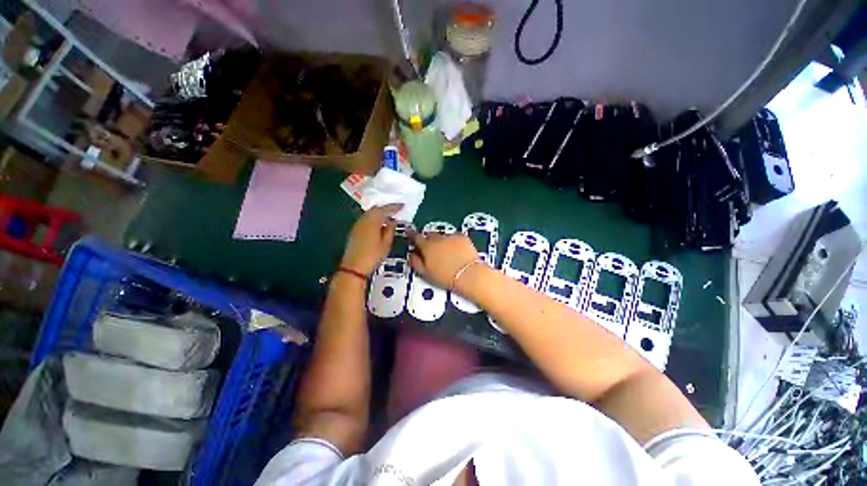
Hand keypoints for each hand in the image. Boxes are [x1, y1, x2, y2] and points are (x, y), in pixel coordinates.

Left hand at [341, 204, 402, 275]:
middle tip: (396, 212)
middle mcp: (364, 218)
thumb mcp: (386, 243)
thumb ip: (390, 230)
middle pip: (375, 209)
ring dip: (379, 215)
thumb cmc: (373, 255)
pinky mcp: (354, 230)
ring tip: (388, 219)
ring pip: (370, 214)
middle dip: (386, 210)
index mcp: (373, 220)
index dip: (394, 207)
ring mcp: (357, 224)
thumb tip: (393, 221)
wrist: (353, 267)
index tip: (403, 206)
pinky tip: (378, 226)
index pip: (385, 209)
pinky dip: (373, 220)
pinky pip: (366, 219)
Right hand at [409, 233, 479, 289]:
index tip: (410, 232)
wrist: (468, 274)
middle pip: (430, 235)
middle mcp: (438, 238)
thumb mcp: (426, 273)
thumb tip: (412, 255)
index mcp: (427, 246)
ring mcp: (451, 236)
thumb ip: (416, 262)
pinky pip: (454, 237)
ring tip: (446, 253)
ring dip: (441, 241)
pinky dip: (453, 241)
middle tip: (432, 250)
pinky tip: (457, 251)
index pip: (416, 237)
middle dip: (429, 240)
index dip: (412, 234)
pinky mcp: (463, 237)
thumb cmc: (445, 277)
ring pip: (442, 236)